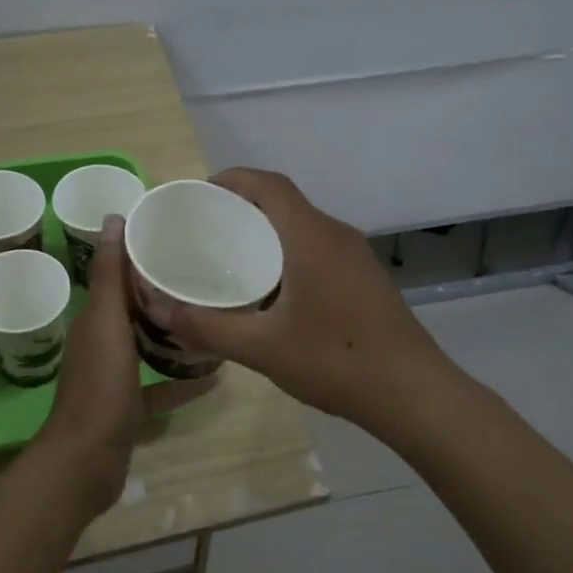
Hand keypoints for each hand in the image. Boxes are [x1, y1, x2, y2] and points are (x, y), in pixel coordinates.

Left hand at [39, 215, 215, 516]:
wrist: (87, 458)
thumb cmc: (99, 384)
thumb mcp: (106, 321)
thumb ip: (111, 274)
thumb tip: (113, 217)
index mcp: (96, 318)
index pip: (119, 276)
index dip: (143, 254)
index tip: (179, 237)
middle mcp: (103, 342)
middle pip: (136, 309)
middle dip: (164, 291)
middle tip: (207, 274)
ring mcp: (116, 377)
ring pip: (147, 345)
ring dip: (174, 333)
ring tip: (213, 317)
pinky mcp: (130, 406)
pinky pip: (160, 388)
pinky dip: (182, 383)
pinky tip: (215, 377)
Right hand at [164, 169, 451, 434]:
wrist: (413, 393)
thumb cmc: (336, 361)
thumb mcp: (262, 348)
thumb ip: (207, 327)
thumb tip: (159, 309)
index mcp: (312, 237)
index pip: (269, 184)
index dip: (232, 179)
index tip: (199, 195)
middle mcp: (336, 235)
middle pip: (284, 202)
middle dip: (243, 207)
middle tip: (204, 232)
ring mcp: (356, 256)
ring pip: (303, 227)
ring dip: (267, 232)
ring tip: (230, 258)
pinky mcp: (365, 278)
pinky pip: (318, 248)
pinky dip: (287, 252)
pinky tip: (270, 290)